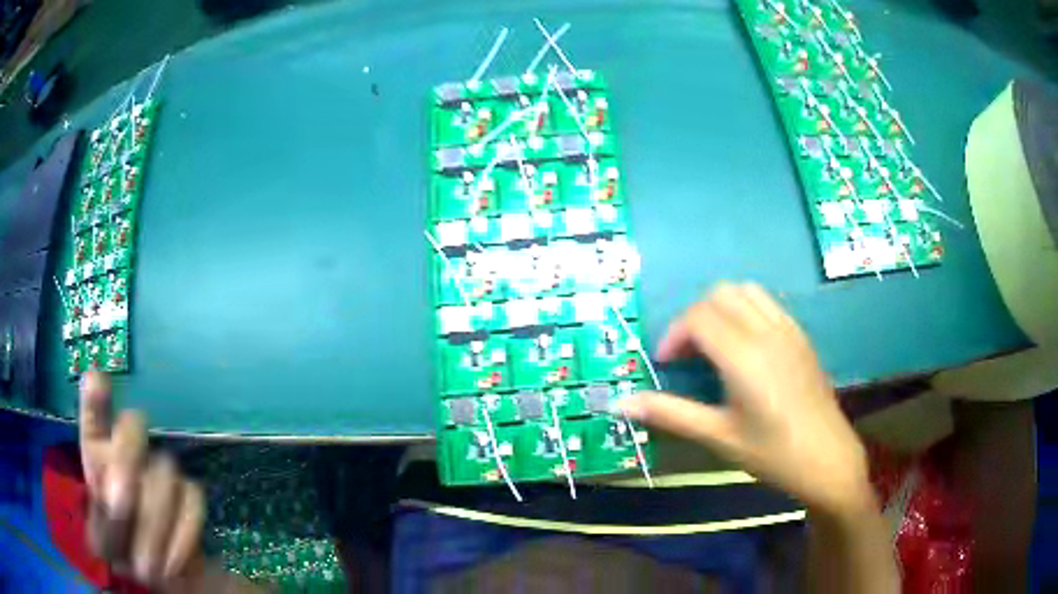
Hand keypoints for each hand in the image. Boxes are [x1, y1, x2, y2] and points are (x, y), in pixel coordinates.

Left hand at [79, 372, 205, 586]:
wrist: (162, 575)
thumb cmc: (121, 552)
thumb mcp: (102, 541)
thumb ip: (102, 521)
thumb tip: (117, 502)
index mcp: (99, 452)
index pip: (96, 414)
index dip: (96, 397)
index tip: (96, 381)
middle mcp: (129, 451)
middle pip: (134, 426)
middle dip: (126, 461)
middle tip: (119, 507)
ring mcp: (162, 470)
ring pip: (164, 472)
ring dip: (153, 523)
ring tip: (147, 567)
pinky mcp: (191, 495)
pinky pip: (192, 502)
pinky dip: (181, 536)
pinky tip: (170, 562)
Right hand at [619, 283, 871, 517]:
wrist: (827, 458)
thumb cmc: (772, 453)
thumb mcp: (718, 436)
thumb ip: (670, 413)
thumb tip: (620, 403)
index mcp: (744, 356)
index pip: (699, 316)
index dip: (675, 334)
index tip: (666, 363)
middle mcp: (767, 332)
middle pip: (720, 294)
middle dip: (694, 316)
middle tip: (688, 354)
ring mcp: (788, 330)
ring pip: (746, 291)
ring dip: (721, 308)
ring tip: (714, 345)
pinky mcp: (801, 336)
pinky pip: (767, 303)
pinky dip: (746, 311)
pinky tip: (745, 348)